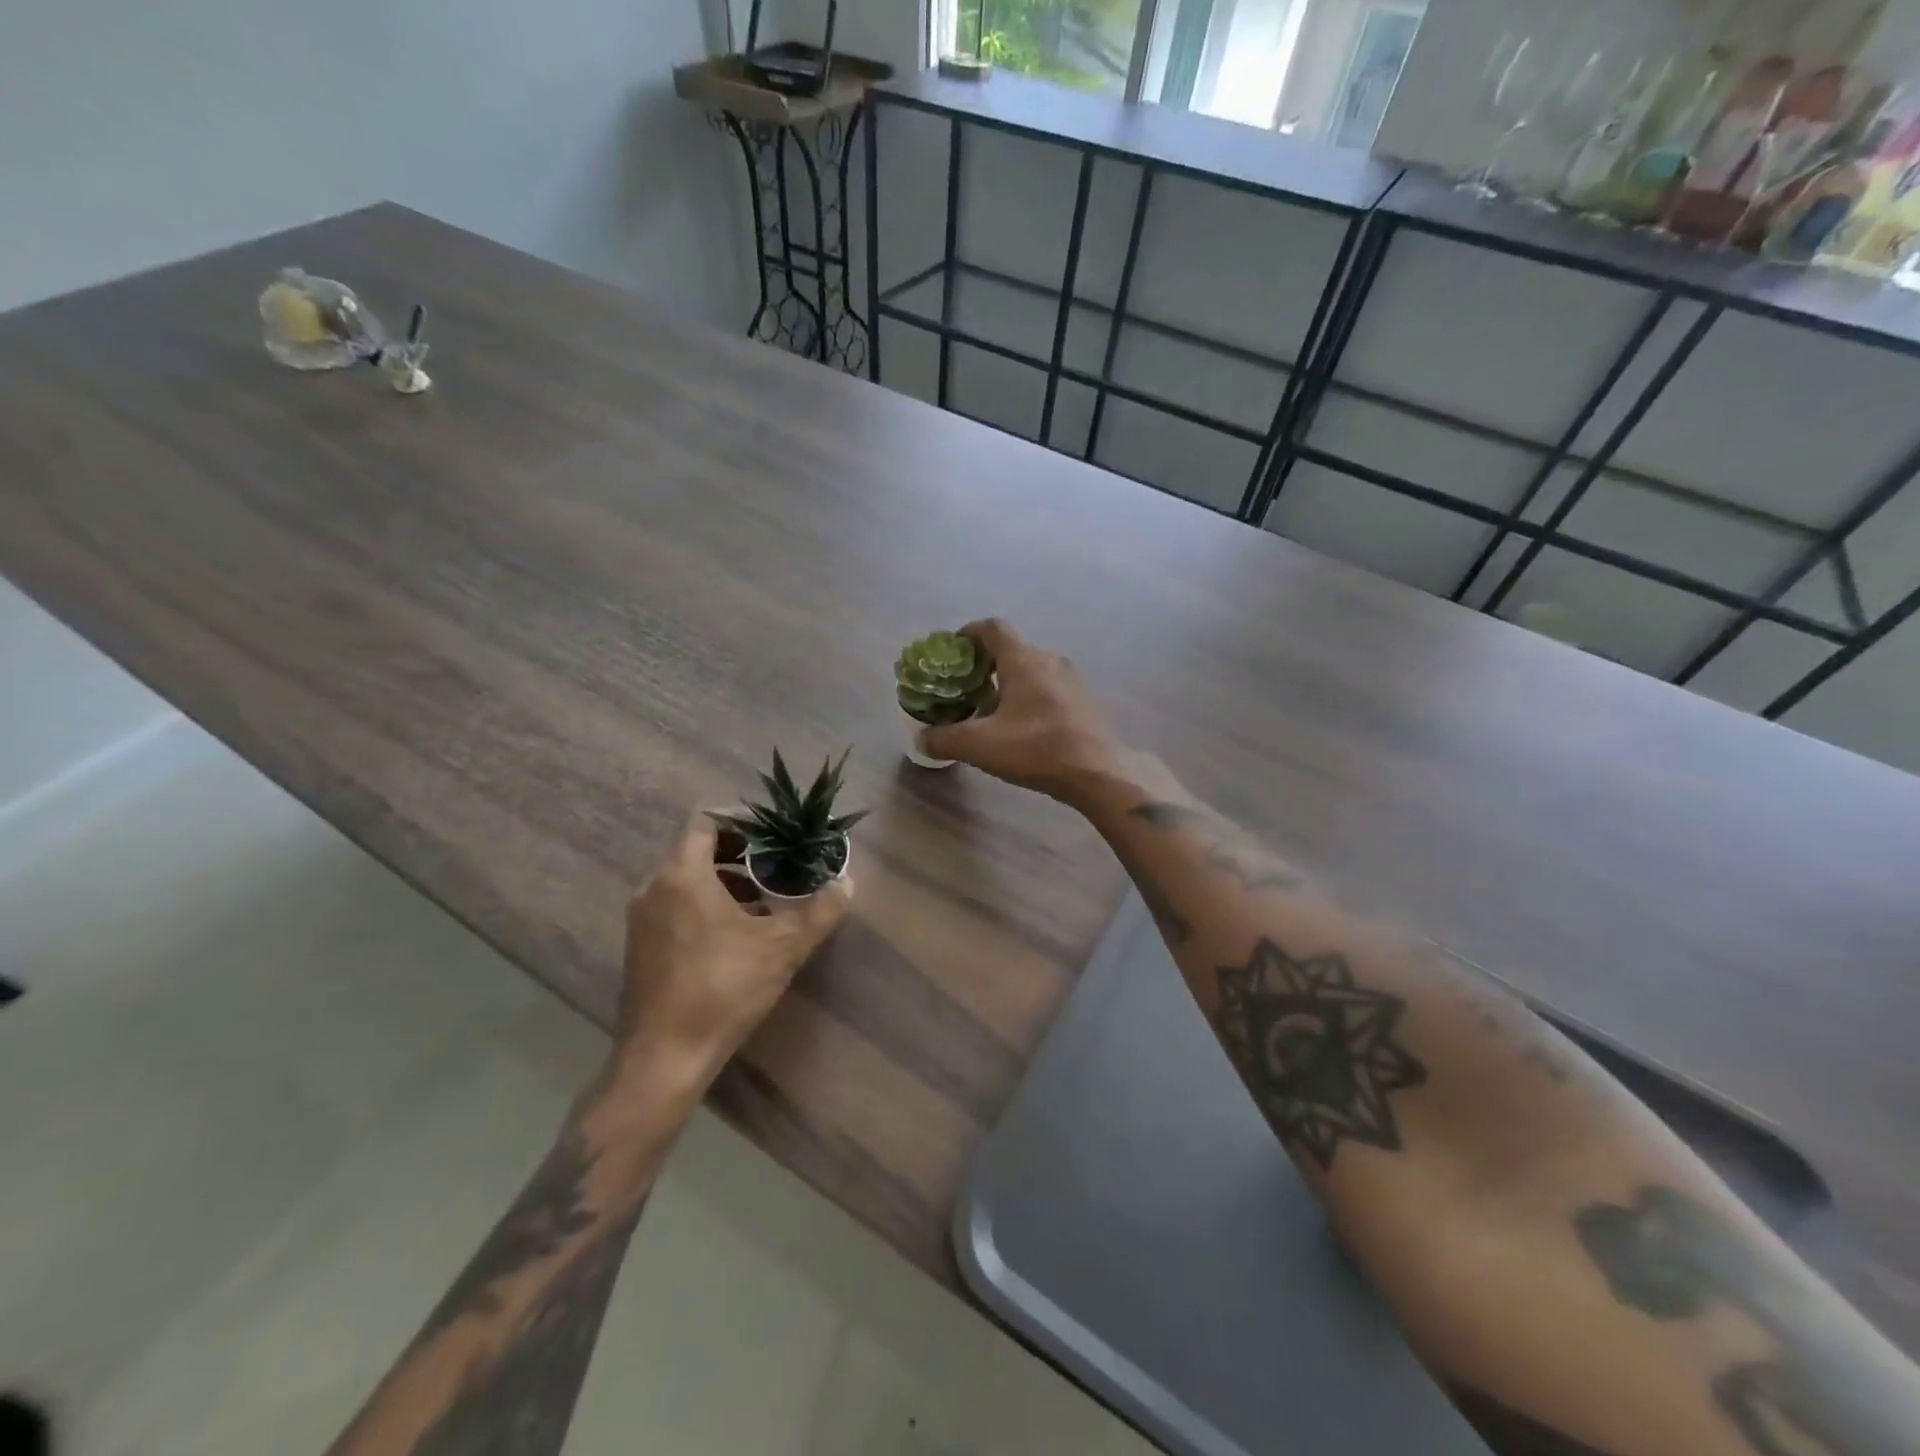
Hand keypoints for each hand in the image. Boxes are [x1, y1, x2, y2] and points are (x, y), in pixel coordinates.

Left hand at [609, 813, 851, 1084]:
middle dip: (739, 851)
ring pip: (686, 879)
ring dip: (724, 879)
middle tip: (777, 861)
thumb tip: (847, 884)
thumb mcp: (782, 949)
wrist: (664, 1059)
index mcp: (682, 876)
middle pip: (696, 848)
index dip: (740, 818)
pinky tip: (738, 932)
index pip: (704, 821)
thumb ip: (819, 912)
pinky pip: (675, 904)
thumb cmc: (722, 990)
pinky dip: (706, 903)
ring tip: (764, 897)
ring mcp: (642, 919)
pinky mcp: (641, 947)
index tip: (773, 830)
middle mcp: (654, 888)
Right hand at [920, 620, 1124, 804]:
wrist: (1098, 773)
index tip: (952, 651)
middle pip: (1011, 651)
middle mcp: (1049, 660)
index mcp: (1023, 660)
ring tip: (990, 714)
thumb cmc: (1036, 749)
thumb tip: (921, 739)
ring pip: (1031, 671)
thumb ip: (944, 739)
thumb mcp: (980, 746)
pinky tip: (1022, 729)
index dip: (968, 633)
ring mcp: (1071, 680)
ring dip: (1008, 685)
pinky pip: (1048, 689)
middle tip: (966, 690)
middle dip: (985, 666)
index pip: (992, 628)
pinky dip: (1029, 698)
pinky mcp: (1084, 701)